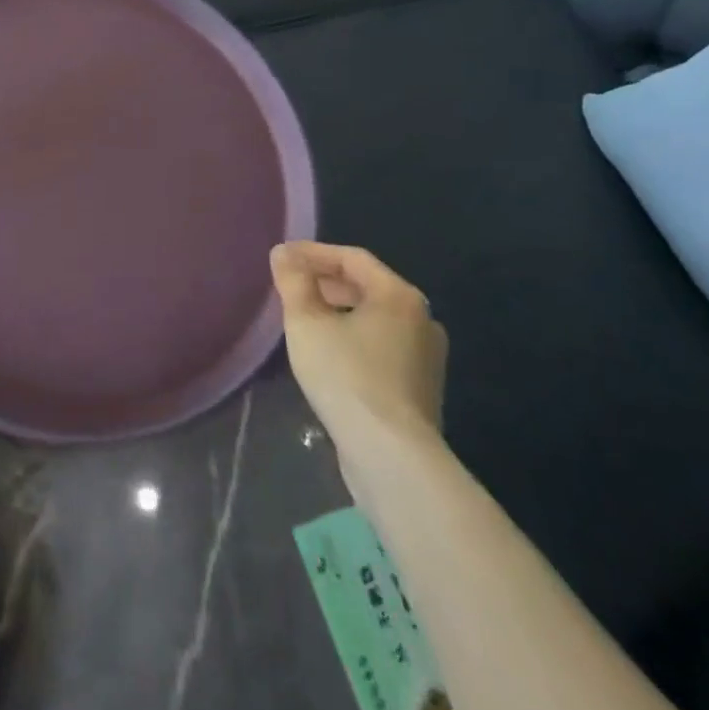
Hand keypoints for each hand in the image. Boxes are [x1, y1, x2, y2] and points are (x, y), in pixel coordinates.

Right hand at [271, 241, 447, 462]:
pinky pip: (382, 346)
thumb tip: (283, 253)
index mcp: (399, 296)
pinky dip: (354, 337)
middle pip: (366, 286)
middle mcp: (422, 320)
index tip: (282, 258)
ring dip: (338, 310)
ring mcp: (426, 357)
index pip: (352, 258)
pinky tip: (328, 353)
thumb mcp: (306, 322)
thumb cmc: (347, 376)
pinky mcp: (421, 388)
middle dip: (325, 281)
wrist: (392, 456)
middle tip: (290, 286)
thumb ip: (293, 281)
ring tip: (304, 318)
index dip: (313, 252)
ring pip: (374, 318)